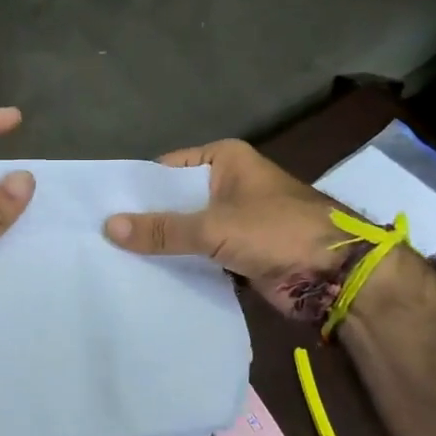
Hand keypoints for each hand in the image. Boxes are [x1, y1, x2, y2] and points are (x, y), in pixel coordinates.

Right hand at [103, 139, 356, 323]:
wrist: (338, 276)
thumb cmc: (278, 231)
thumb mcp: (215, 226)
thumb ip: (163, 229)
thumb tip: (108, 227)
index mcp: (225, 160)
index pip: (167, 170)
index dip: (136, 189)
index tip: (99, 207)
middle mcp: (227, 184)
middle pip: (175, 201)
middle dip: (145, 219)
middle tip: (98, 237)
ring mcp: (234, 220)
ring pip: (186, 230)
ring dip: (161, 245)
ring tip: (112, 258)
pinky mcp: (239, 252)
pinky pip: (200, 254)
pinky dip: (180, 263)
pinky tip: (145, 276)